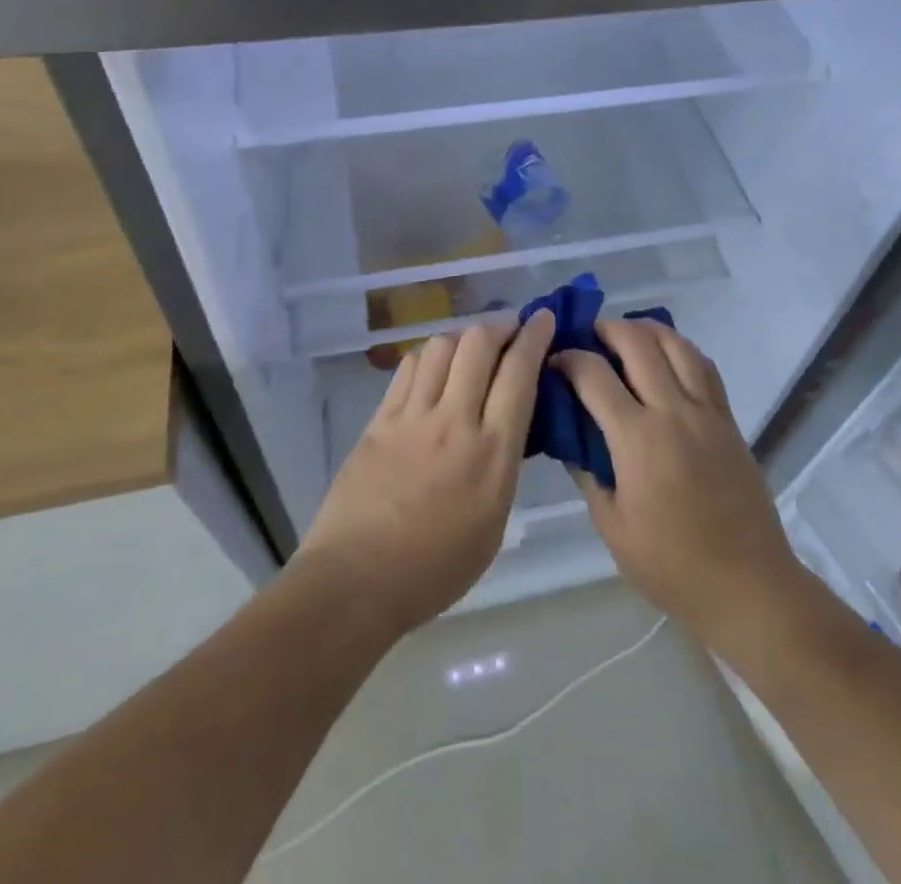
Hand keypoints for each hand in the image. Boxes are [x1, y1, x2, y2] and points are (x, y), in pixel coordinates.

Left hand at [298, 310, 554, 638]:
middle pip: (479, 345)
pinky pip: (409, 368)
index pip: (518, 373)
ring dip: (464, 336)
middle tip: (511, 327)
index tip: (544, 319)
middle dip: (501, 324)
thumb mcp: (493, 522)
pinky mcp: (379, 419)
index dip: (534, 337)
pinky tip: (434, 365)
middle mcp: (454, 422)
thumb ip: (503, 464)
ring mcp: (412, 416)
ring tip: (472, 346)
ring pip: (441, 347)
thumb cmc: (435, 569)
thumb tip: (507, 425)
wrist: (356, 581)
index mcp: (492, 453)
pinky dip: (430, 356)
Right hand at [552, 320, 810, 652]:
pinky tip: (666, 356)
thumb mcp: (612, 526)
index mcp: (638, 439)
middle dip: (606, 329)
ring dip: (646, 329)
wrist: (747, 585)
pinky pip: (704, 366)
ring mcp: (706, 412)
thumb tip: (570, 436)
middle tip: (587, 337)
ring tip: (625, 335)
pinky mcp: (728, 420)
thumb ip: (587, 472)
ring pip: (676, 344)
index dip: (568, 359)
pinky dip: (680, 348)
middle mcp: (673, 412)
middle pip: (637, 343)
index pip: (594, 375)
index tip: (553, 361)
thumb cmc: (671, 565)